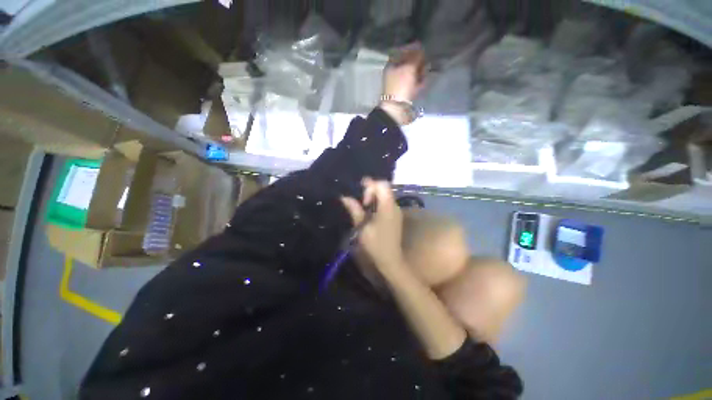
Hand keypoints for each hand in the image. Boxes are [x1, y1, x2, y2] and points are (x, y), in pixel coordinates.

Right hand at [341, 179, 404, 269]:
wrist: (391, 260)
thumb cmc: (375, 245)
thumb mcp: (362, 227)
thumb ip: (355, 210)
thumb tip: (344, 197)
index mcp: (387, 207)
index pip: (382, 185)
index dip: (370, 187)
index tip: (362, 200)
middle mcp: (394, 206)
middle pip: (384, 188)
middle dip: (371, 191)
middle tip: (361, 202)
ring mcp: (396, 210)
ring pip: (385, 194)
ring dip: (374, 197)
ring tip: (364, 207)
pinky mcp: (395, 216)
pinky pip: (387, 202)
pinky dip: (378, 202)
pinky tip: (370, 213)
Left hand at [382, 44, 426, 102]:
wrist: (397, 109)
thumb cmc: (401, 85)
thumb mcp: (409, 67)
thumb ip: (416, 56)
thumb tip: (421, 48)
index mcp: (391, 64)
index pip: (402, 51)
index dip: (413, 48)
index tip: (423, 47)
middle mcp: (394, 73)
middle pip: (408, 63)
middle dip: (418, 61)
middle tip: (426, 60)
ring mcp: (399, 84)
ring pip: (412, 73)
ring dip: (420, 71)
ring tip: (427, 70)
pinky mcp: (405, 93)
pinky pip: (414, 84)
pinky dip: (419, 82)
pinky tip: (424, 81)